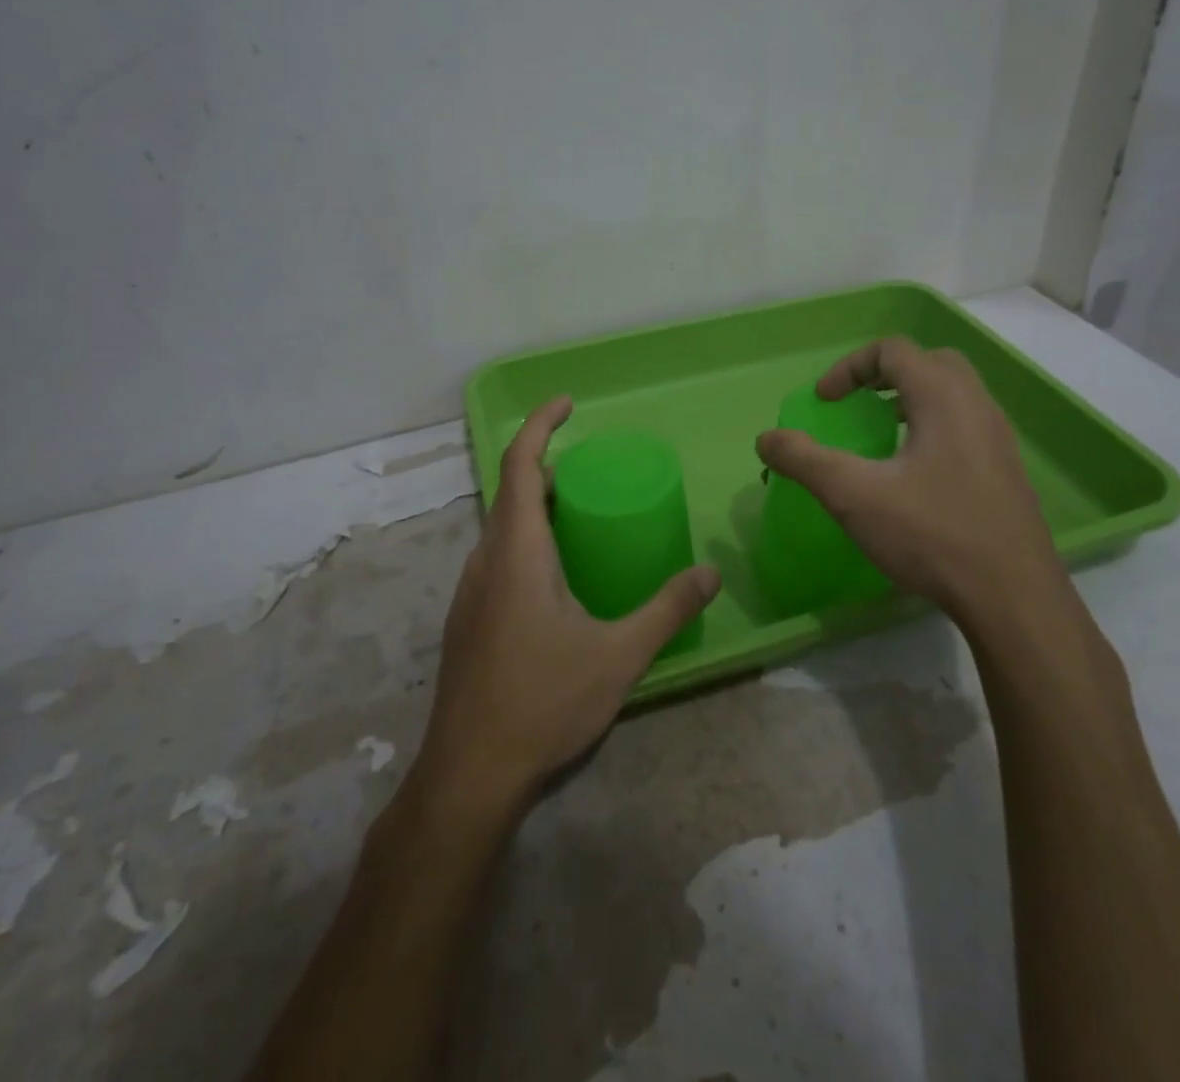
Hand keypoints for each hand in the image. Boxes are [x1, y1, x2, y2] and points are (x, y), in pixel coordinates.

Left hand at [415, 397, 719, 817]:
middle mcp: (485, 560)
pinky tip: (557, 576)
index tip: (568, 403)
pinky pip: (498, 556)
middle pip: (511, 492)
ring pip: (502, 527)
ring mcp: (471, 591)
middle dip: (547, 466)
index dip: (541, 425)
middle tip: (594, 469)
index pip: (520, 465)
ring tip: (581, 514)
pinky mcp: (469, 619)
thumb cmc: (542, 702)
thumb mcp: (618, 656)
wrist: (469, 775)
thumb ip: (666, 610)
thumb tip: (711, 574)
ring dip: (536, 506)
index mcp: (517, 552)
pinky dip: (527, 540)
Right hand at [755, 337, 1071, 646]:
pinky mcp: (1007, 470)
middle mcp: (977, 405)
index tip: (824, 402)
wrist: (1014, 598)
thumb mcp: (854, 496)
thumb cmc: (932, 535)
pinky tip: (913, 475)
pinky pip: (965, 424)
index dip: (849, 367)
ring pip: (952, 394)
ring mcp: (998, 438)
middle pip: (928, 361)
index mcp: (943, 397)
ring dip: (910, 400)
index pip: (892, 350)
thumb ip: (805, 460)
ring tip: (881, 436)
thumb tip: (766, 438)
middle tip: (857, 406)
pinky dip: (932, 426)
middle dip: (884, 375)